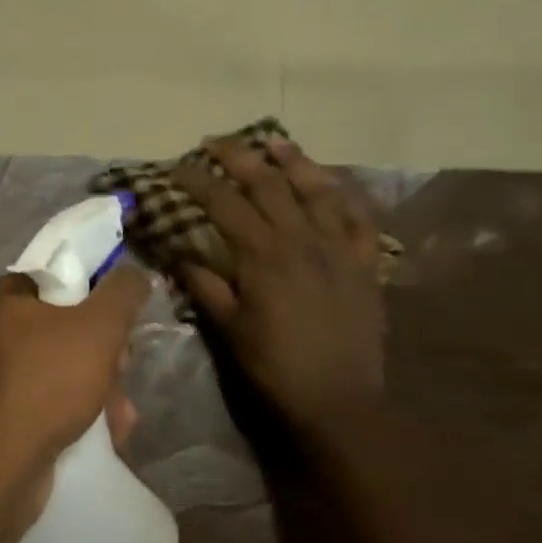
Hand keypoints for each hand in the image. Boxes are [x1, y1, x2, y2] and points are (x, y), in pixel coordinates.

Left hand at [0, 263, 149, 490]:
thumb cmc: (46, 384)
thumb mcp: (98, 328)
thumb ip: (122, 292)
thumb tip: (136, 273)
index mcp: (2, 296)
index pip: (61, 278)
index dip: (98, 298)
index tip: (120, 325)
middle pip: (67, 326)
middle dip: (105, 355)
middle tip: (121, 374)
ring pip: (63, 367)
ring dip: (100, 389)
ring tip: (119, 418)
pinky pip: (48, 399)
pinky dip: (77, 412)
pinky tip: (105, 433)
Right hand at [173, 137, 385, 433]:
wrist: (339, 400)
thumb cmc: (275, 366)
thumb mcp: (229, 328)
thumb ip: (205, 285)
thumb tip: (179, 254)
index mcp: (263, 254)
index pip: (223, 203)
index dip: (197, 181)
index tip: (176, 167)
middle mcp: (302, 239)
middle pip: (268, 182)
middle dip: (239, 156)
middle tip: (216, 142)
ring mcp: (339, 247)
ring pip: (316, 188)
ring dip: (293, 161)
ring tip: (274, 143)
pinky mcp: (365, 262)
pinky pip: (359, 217)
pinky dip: (345, 194)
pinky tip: (332, 183)